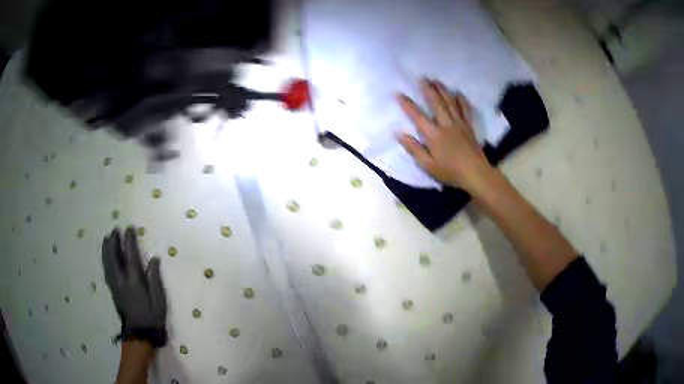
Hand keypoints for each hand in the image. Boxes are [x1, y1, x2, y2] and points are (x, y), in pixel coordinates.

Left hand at [102, 227, 167, 347]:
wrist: (140, 333)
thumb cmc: (152, 316)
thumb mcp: (159, 299)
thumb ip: (154, 279)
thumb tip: (153, 259)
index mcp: (134, 281)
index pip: (130, 256)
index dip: (129, 240)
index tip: (129, 228)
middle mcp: (121, 280)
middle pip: (114, 256)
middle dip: (114, 241)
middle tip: (115, 229)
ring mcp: (114, 284)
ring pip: (107, 262)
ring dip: (106, 248)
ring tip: (107, 238)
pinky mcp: (112, 289)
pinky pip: (106, 269)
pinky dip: (105, 259)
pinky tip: (105, 255)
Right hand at [398, 79, 496, 196]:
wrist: (475, 174)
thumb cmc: (450, 172)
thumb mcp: (428, 165)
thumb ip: (414, 149)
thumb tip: (399, 134)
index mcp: (434, 135)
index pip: (418, 116)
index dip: (407, 105)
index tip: (399, 94)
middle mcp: (446, 125)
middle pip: (436, 103)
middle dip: (428, 90)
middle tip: (422, 78)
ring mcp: (459, 124)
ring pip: (450, 102)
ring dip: (443, 90)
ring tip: (436, 81)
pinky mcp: (469, 126)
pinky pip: (465, 109)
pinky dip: (461, 100)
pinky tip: (458, 93)